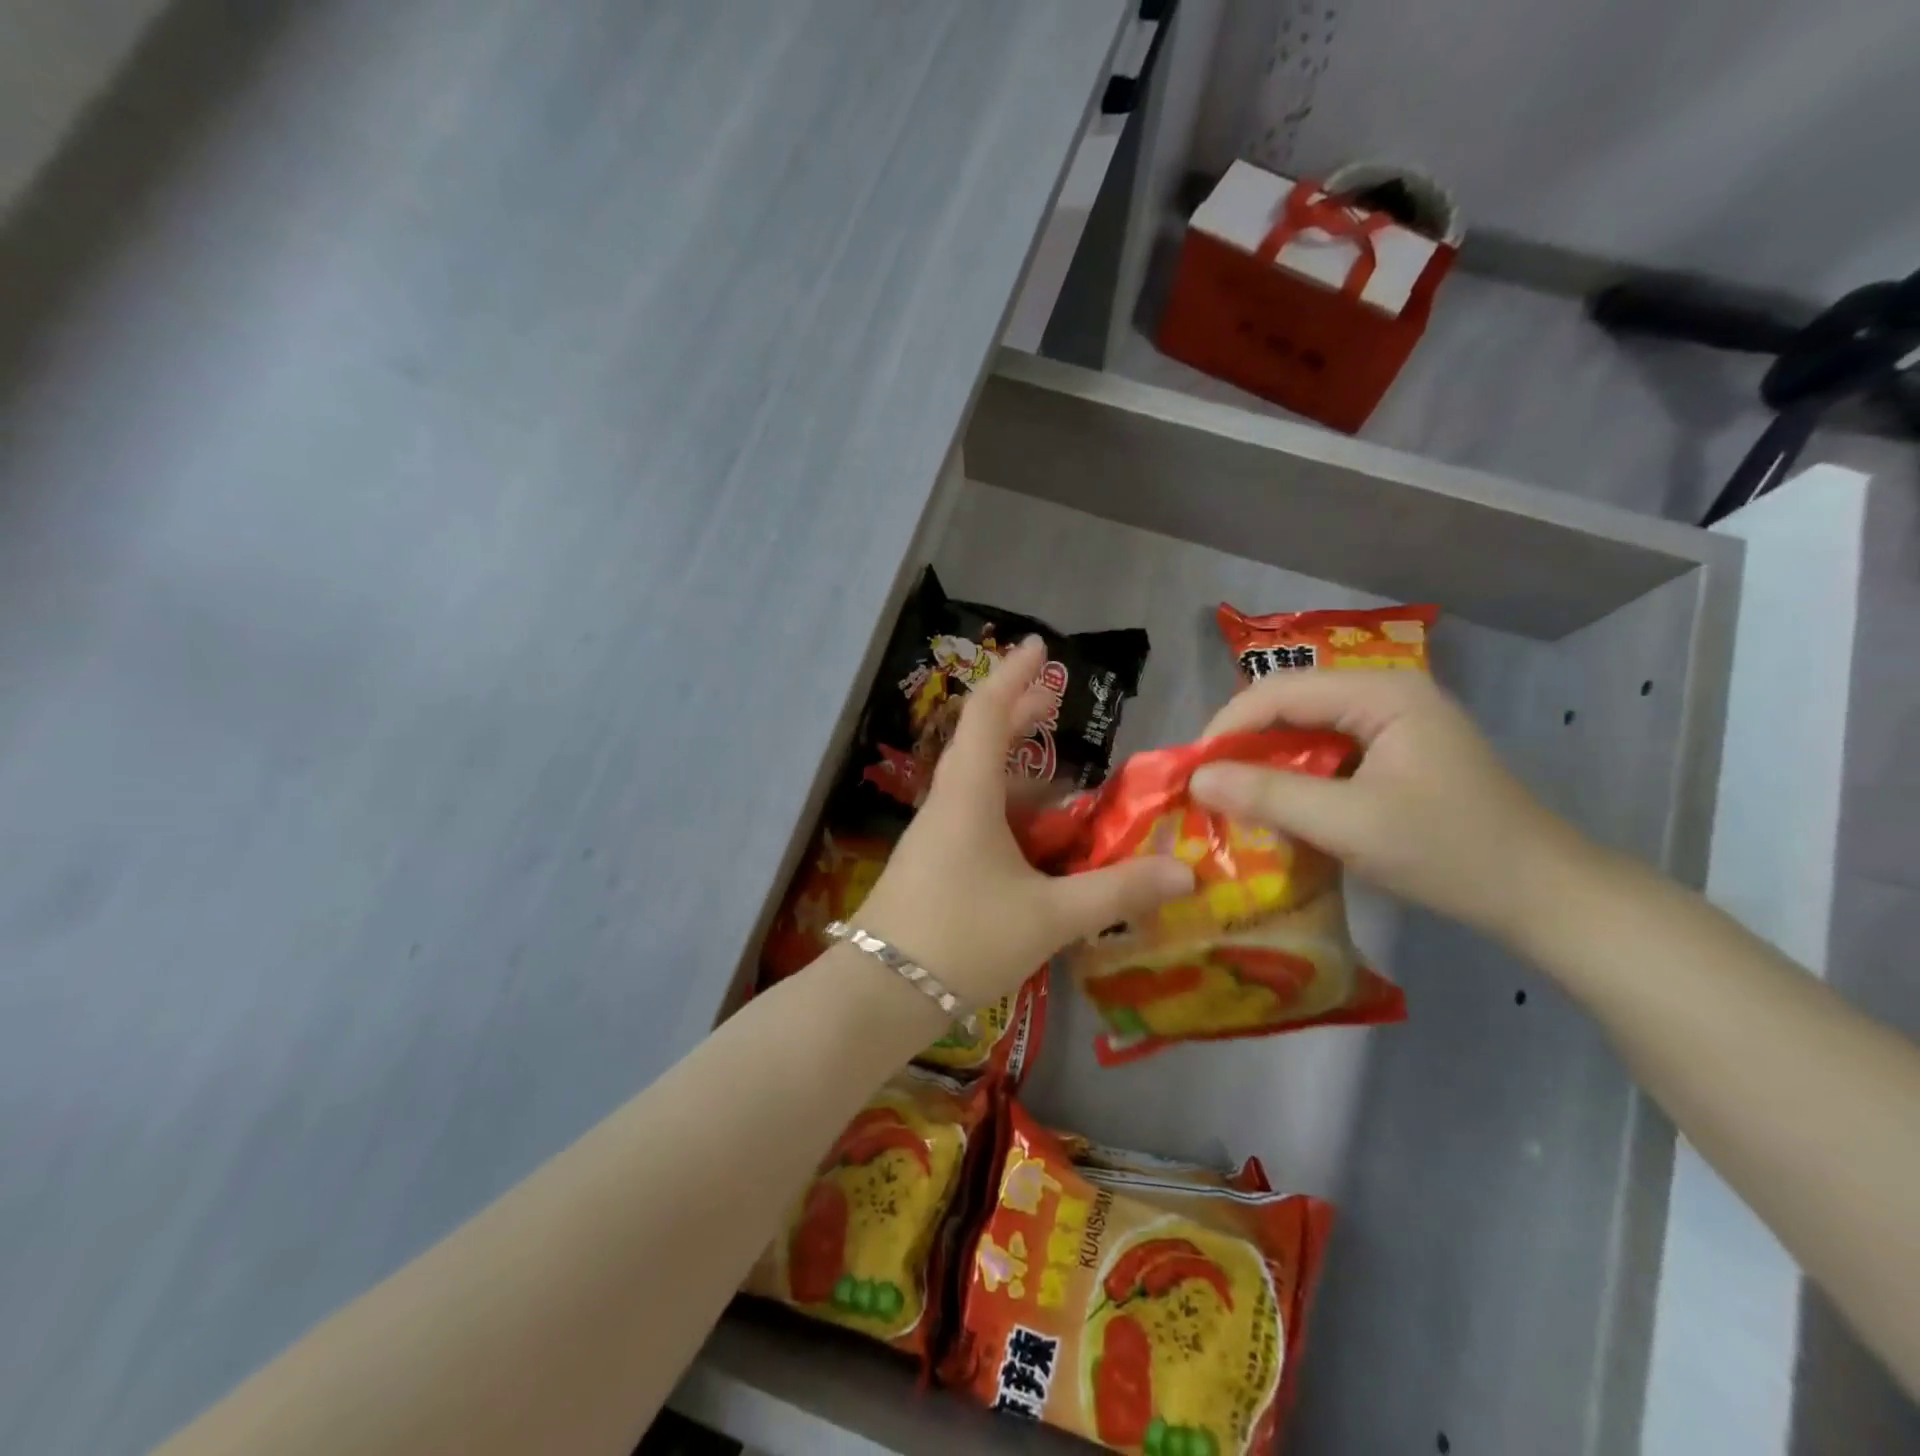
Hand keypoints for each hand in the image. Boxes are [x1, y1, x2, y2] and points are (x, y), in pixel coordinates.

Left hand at [854, 637, 1193, 1005]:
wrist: (880, 994)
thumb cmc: (963, 938)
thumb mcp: (1049, 916)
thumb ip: (1116, 892)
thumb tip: (1184, 872)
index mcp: (968, 794)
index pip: (987, 712)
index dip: (1014, 675)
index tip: (1039, 647)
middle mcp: (947, 804)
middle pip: (981, 740)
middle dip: (1018, 714)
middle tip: (1055, 698)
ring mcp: (935, 836)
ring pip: (978, 783)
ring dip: (1015, 767)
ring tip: (1060, 770)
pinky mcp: (933, 866)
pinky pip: (975, 818)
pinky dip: (1008, 809)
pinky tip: (1036, 837)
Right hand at [1189, 669, 1592, 943]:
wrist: (1544, 896)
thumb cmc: (1450, 852)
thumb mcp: (1350, 824)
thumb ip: (1269, 795)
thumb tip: (1195, 778)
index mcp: (1382, 693)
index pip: (1280, 691)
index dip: (1228, 726)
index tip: (1191, 769)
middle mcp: (1386, 695)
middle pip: (1290, 705)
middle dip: (1244, 744)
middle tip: (1206, 785)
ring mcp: (1393, 724)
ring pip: (1305, 730)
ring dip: (1266, 762)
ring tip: (1230, 795)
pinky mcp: (1395, 755)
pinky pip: (1326, 754)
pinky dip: (1295, 777)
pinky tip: (1276, 805)